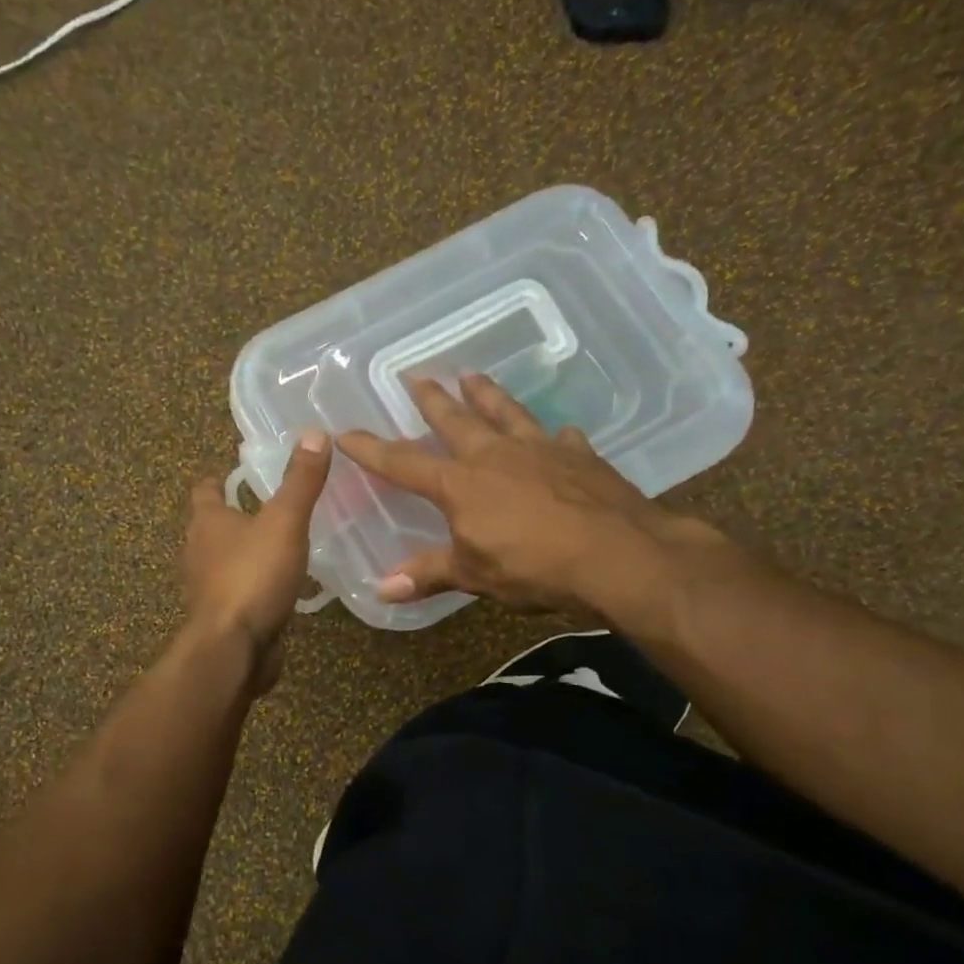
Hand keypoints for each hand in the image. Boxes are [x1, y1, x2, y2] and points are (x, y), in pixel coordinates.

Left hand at [183, 430, 331, 691]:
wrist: (234, 648)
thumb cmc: (252, 577)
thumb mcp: (284, 522)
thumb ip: (300, 481)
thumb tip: (313, 433)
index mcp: (207, 522)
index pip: (205, 490)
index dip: (218, 479)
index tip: (234, 472)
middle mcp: (199, 552)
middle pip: (212, 526)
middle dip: (234, 516)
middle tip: (268, 505)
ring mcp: (207, 588)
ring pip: (225, 560)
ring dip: (245, 552)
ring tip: (278, 544)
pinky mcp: (222, 617)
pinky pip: (239, 592)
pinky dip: (254, 585)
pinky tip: (280, 587)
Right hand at [338, 375, 726, 633]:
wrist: (617, 555)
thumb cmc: (534, 567)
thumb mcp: (474, 576)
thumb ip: (429, 575)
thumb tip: (381, 590)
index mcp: (461, 484)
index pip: (404, 463)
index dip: (372, 450)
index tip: (346, 433)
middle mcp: (495, 455)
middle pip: (455, 421)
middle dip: (432, 400)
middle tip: (416, 376)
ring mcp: (540, 450)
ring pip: (505, 412)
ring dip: (486, 393)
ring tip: (472, 374)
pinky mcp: (580, 456)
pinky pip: (560, 438)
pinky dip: (553, 435)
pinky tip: (557, 432)